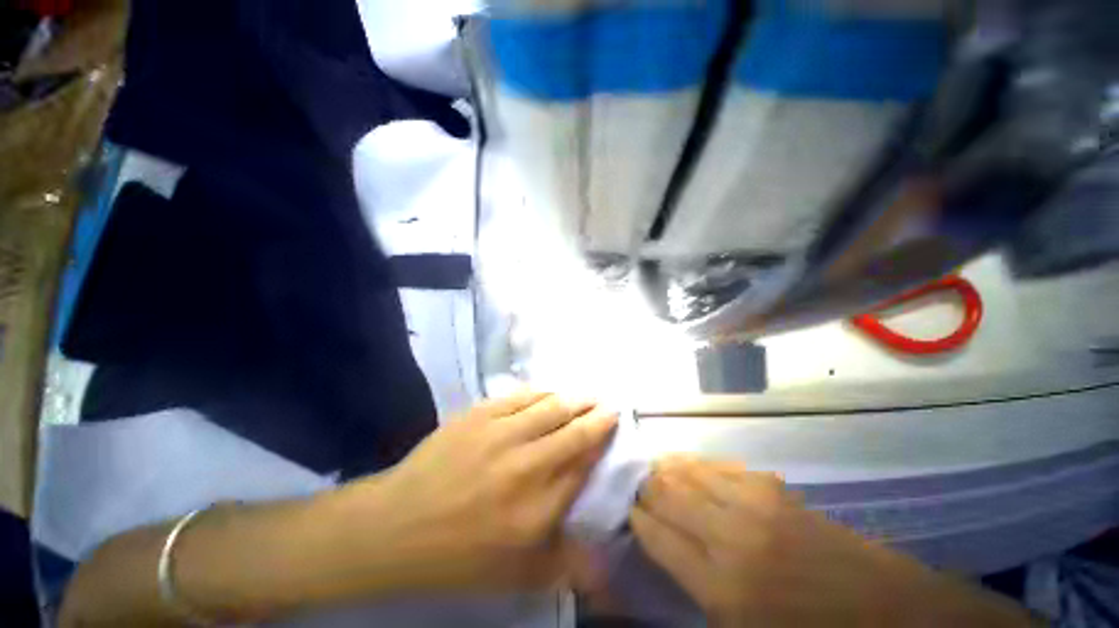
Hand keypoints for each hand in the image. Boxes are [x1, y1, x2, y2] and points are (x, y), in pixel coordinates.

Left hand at [331, 390, 617, 594]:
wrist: (396, 526)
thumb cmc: (458, 556)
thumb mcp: (517, 576)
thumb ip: (566, 564)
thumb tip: (606, 558)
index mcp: (538, 508)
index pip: (584, 464)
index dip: (602, 442)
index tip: (613, 428)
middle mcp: (526, 465)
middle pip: (574, 430)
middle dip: (597, 415)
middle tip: (608, 404)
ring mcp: (501, 434)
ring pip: (551, 406)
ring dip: (574, 399)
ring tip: (587, 395)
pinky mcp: (480, 415)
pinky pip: (521, 396)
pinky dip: (542, 392)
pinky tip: (550, 392)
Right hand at [631, 457, 1034, 627]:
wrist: (884, 610)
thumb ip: (696, 590)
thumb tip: (664, 547)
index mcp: (720, 586)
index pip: (656, 534)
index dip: (637, 518)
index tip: (628, 511)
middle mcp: (729, 535)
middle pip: (667, 494)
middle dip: (645, 488)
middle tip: (635, 487)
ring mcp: (753, 504)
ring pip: (688, 471)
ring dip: (665, 469)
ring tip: (653, 470)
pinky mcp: (772, 488)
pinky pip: (718, 466)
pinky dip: (694, 463)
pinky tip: (686, 465)